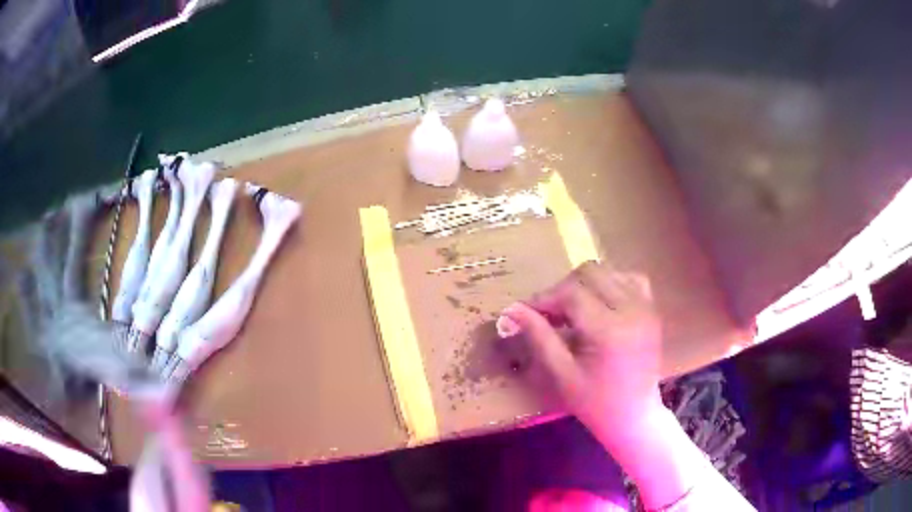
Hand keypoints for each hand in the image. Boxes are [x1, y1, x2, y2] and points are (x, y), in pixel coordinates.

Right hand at [497, 260, 662, 434]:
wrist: (634, 416)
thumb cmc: (595, 403)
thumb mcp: (562, 373)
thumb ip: (539, 336)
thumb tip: (510, 310)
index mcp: (609, 330)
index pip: (571, 294)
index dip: (544, 298)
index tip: (524, 311)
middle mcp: (632, 309)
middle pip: (590, 273)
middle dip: (564, 289)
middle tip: (551, 315)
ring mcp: (646, 307)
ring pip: (608, 271)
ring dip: (585, 285)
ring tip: (574, 312)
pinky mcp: (652, 309)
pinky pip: (629, 278)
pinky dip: (610, 284)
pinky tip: (600, 305)